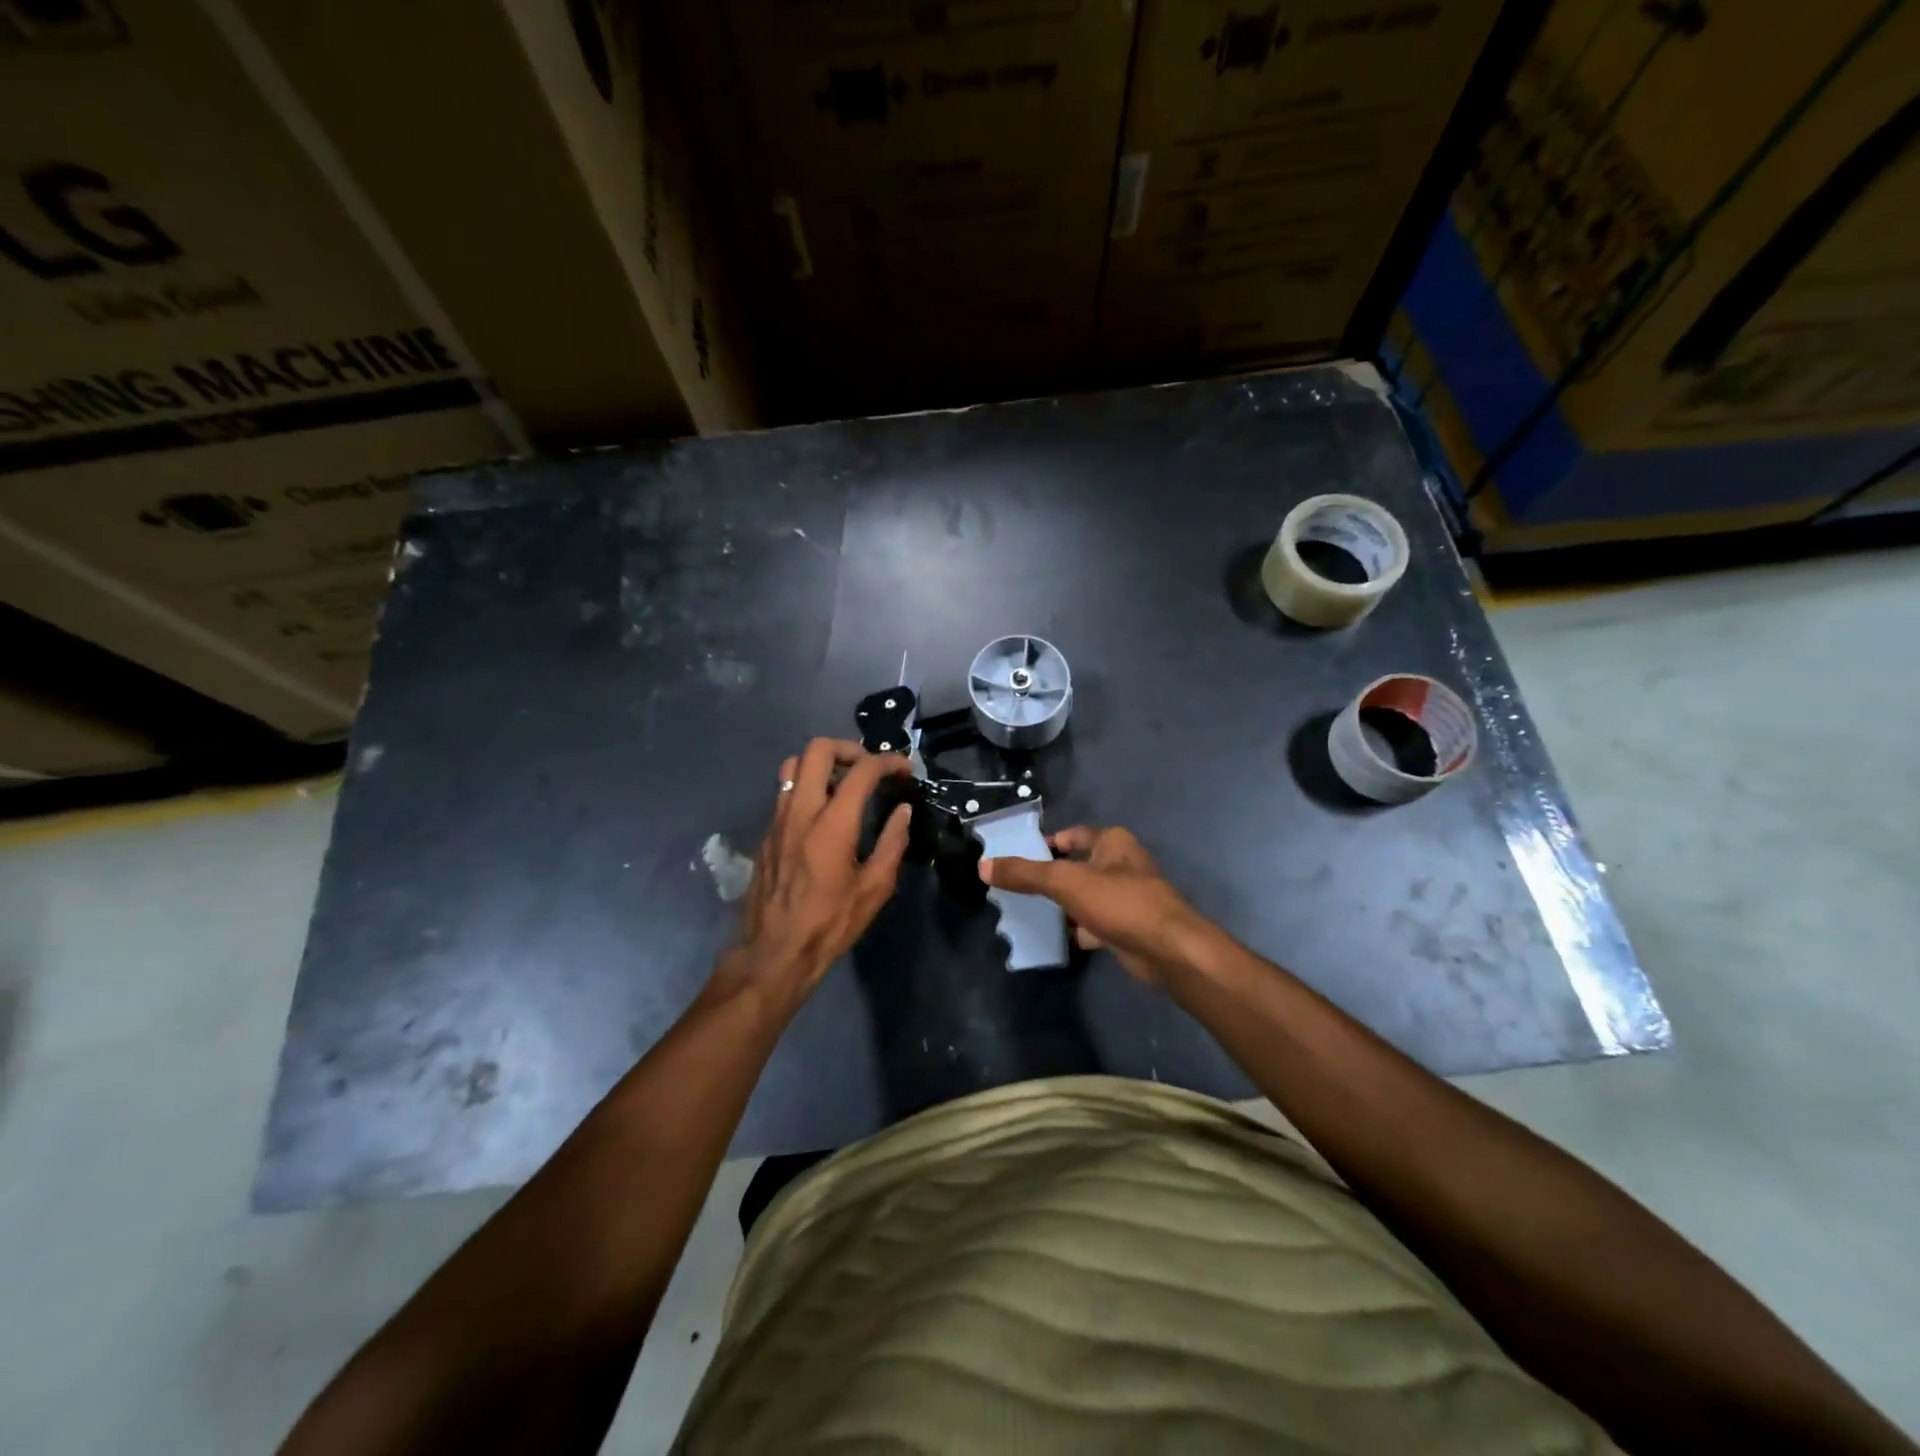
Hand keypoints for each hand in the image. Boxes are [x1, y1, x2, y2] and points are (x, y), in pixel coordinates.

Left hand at [718, 738, 912, 1015]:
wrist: (774, 952)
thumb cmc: (830, 923)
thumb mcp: (874, 889)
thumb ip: (892, 843)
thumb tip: (903, 811)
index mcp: (832, 824)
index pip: (861, 770)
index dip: (888, 761)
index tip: (904, 769)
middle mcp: (800, 811)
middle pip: (817, 749)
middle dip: (849, 748)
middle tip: (869, 767)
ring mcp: (777, 819)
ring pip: (794, 765)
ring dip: (823, 764)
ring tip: (845, 784)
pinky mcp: (766, 832)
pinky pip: (785, 791)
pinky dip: (808, 786)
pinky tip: (824, 813)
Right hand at [979, 825, 1209, 984]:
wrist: (1167, 950)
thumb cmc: (1119, 902)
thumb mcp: (1064, 882)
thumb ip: (1024, 874)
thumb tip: (983, 865)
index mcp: (1112, 842)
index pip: (1072, 835)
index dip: (1046, 842)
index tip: (1019, 856)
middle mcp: (1122, 864)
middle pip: (1078, 865)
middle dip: (1052, 876)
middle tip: (1018, 887)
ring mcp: (1127, 897)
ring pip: (1086, 896)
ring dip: (1065, 904)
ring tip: (1030, 912)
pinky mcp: (1128, 927)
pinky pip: (1095, 923)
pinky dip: (1078, 930)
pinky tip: (1056, 938)